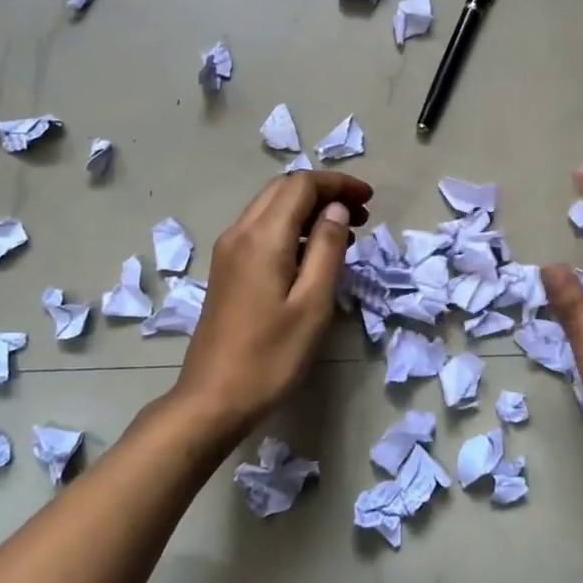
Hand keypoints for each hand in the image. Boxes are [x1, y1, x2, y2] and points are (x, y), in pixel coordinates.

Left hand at [170, 170, 373, 446]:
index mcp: (262, 237)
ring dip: (308, 208)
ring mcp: (228, 250)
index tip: (369, 199)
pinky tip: (312, 253)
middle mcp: (240, 233)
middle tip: (361, 214)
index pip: (301, 185)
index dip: (338, 184)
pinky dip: (291, 226)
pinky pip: (261, 229)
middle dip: (324, 191)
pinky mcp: (226, 269)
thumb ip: (327, 249)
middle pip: (282, 189)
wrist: (213, 398)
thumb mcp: (312, 304)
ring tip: (345, 232)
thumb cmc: (271, 356)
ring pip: (270, 207)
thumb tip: (335, 209)